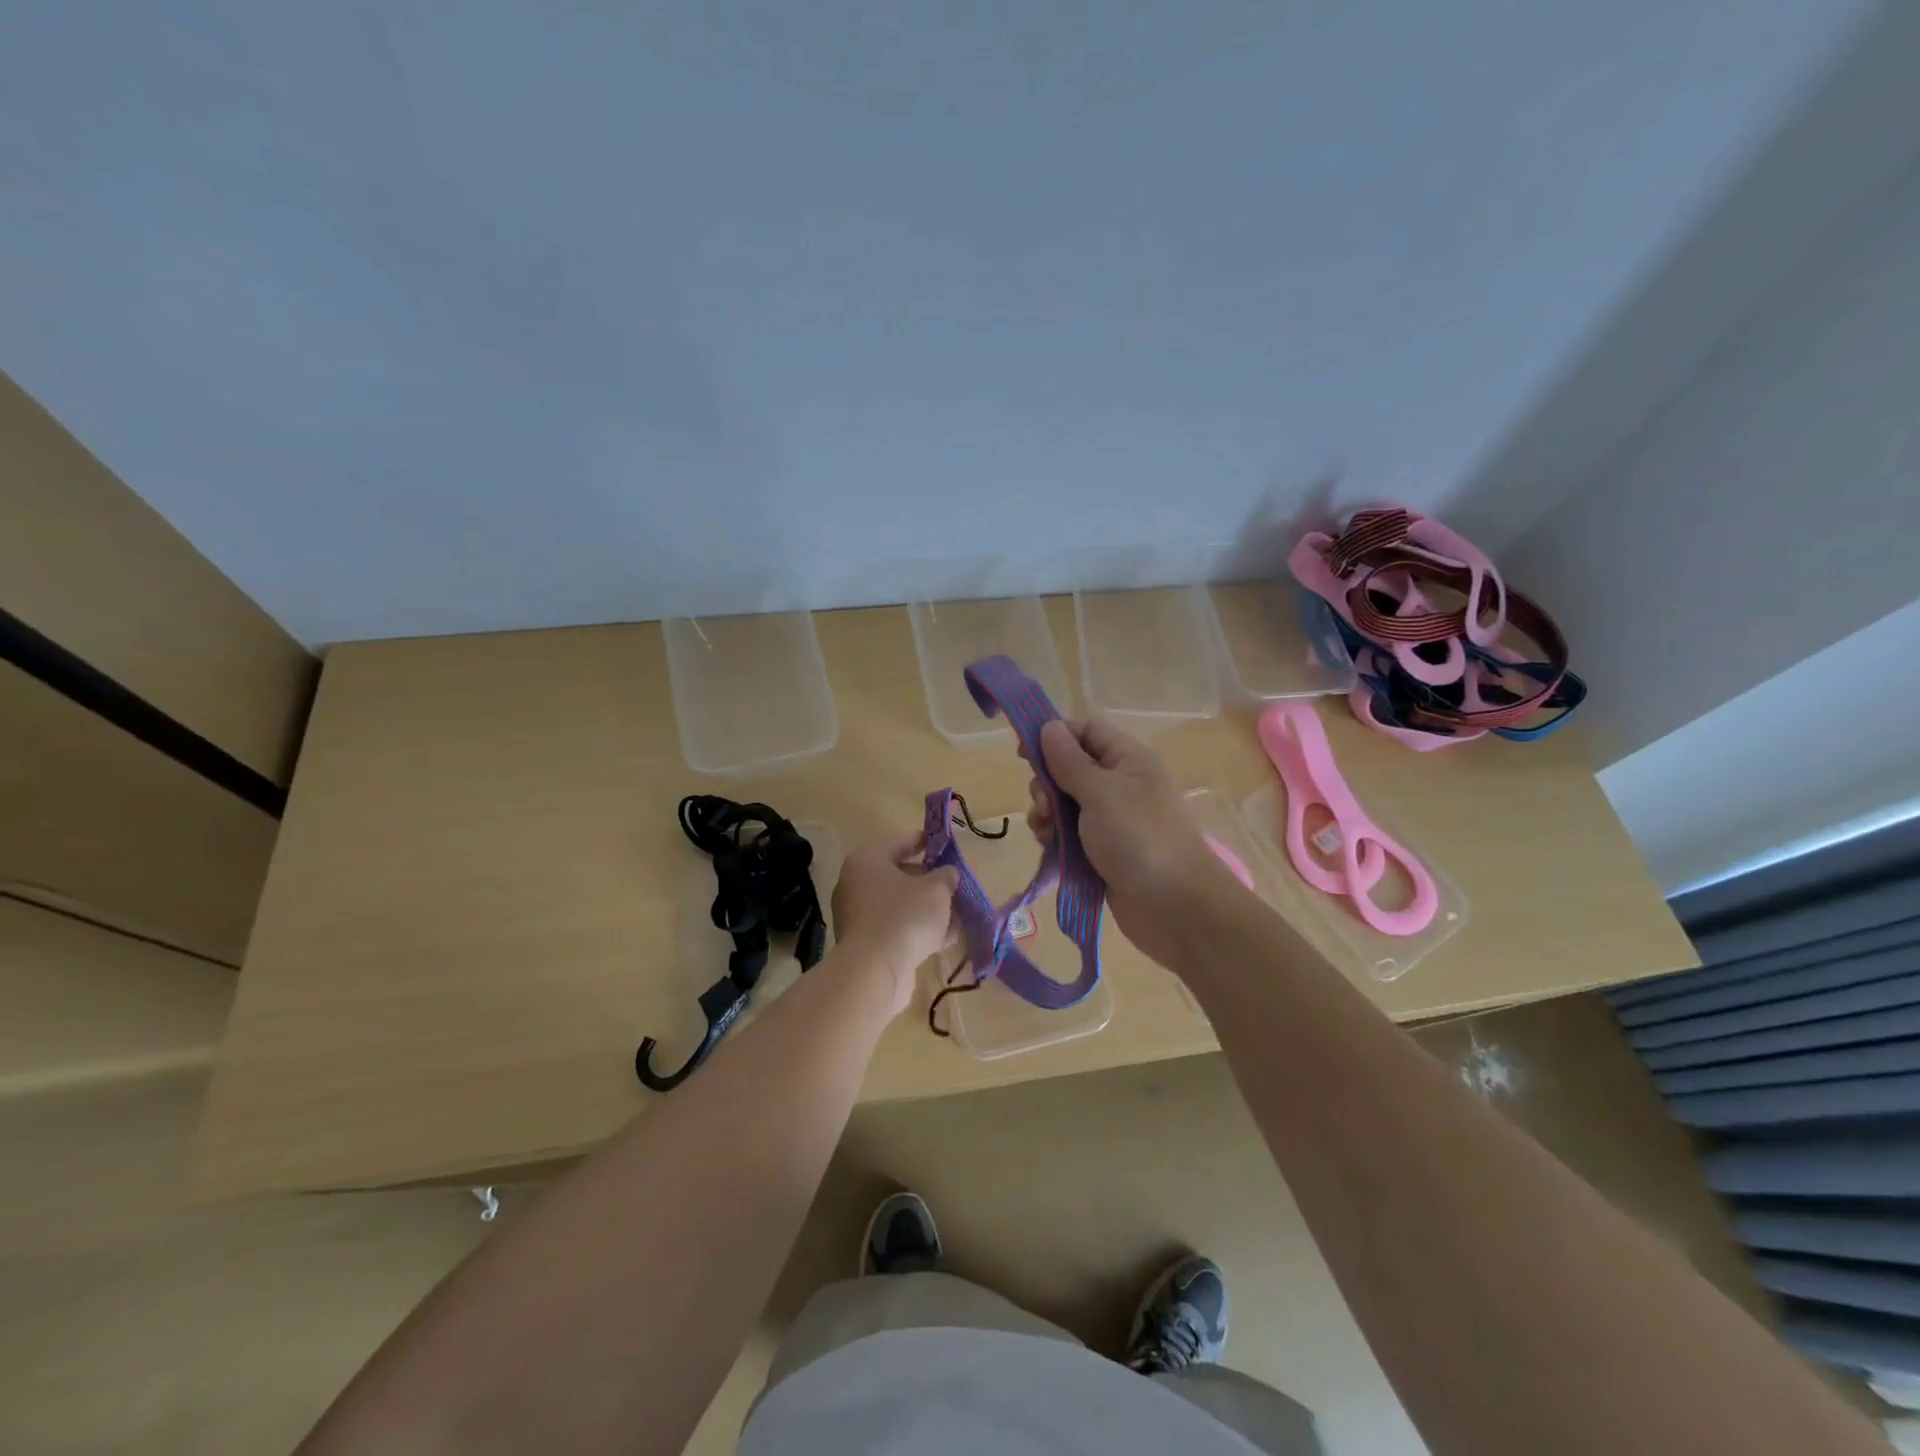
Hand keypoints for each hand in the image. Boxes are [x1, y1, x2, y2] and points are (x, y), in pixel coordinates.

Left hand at [830, 831, 958, 1016]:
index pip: (900, 842)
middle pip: (900, 875)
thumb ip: (946, 876)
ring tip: (959, 912)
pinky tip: (948, 937)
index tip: (947, 845)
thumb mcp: (936, 890)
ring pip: (900, 905)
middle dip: (930, 880)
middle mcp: (856, 884)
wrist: (874, 971)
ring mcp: (859, 916)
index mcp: (867, 861)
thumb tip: (948, 874)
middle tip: (955, 883)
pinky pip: (898, 928)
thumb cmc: (904, 916)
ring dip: (928, 908)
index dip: (926, 841)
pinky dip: (919, 930)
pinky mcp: (866, 944)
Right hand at [1026, 718, 1222, 968]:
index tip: (1023, 753)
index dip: (1054, 736)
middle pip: (1069, 767)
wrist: (1175, 908)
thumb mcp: (1101, 793)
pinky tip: (1051, 850)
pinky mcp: (1102, 850)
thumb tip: (1049, 726)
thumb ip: (1070, 761)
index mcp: (1128, 759)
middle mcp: (1120, 784)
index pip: (1086, 730)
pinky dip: (1056, 838)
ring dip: (1047, 814)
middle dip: (1047, 783)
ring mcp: (1111, 819)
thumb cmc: (1140, 839)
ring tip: (1047, 833)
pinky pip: (1069, 834)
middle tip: (1045, 806)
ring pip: (1064, 803)